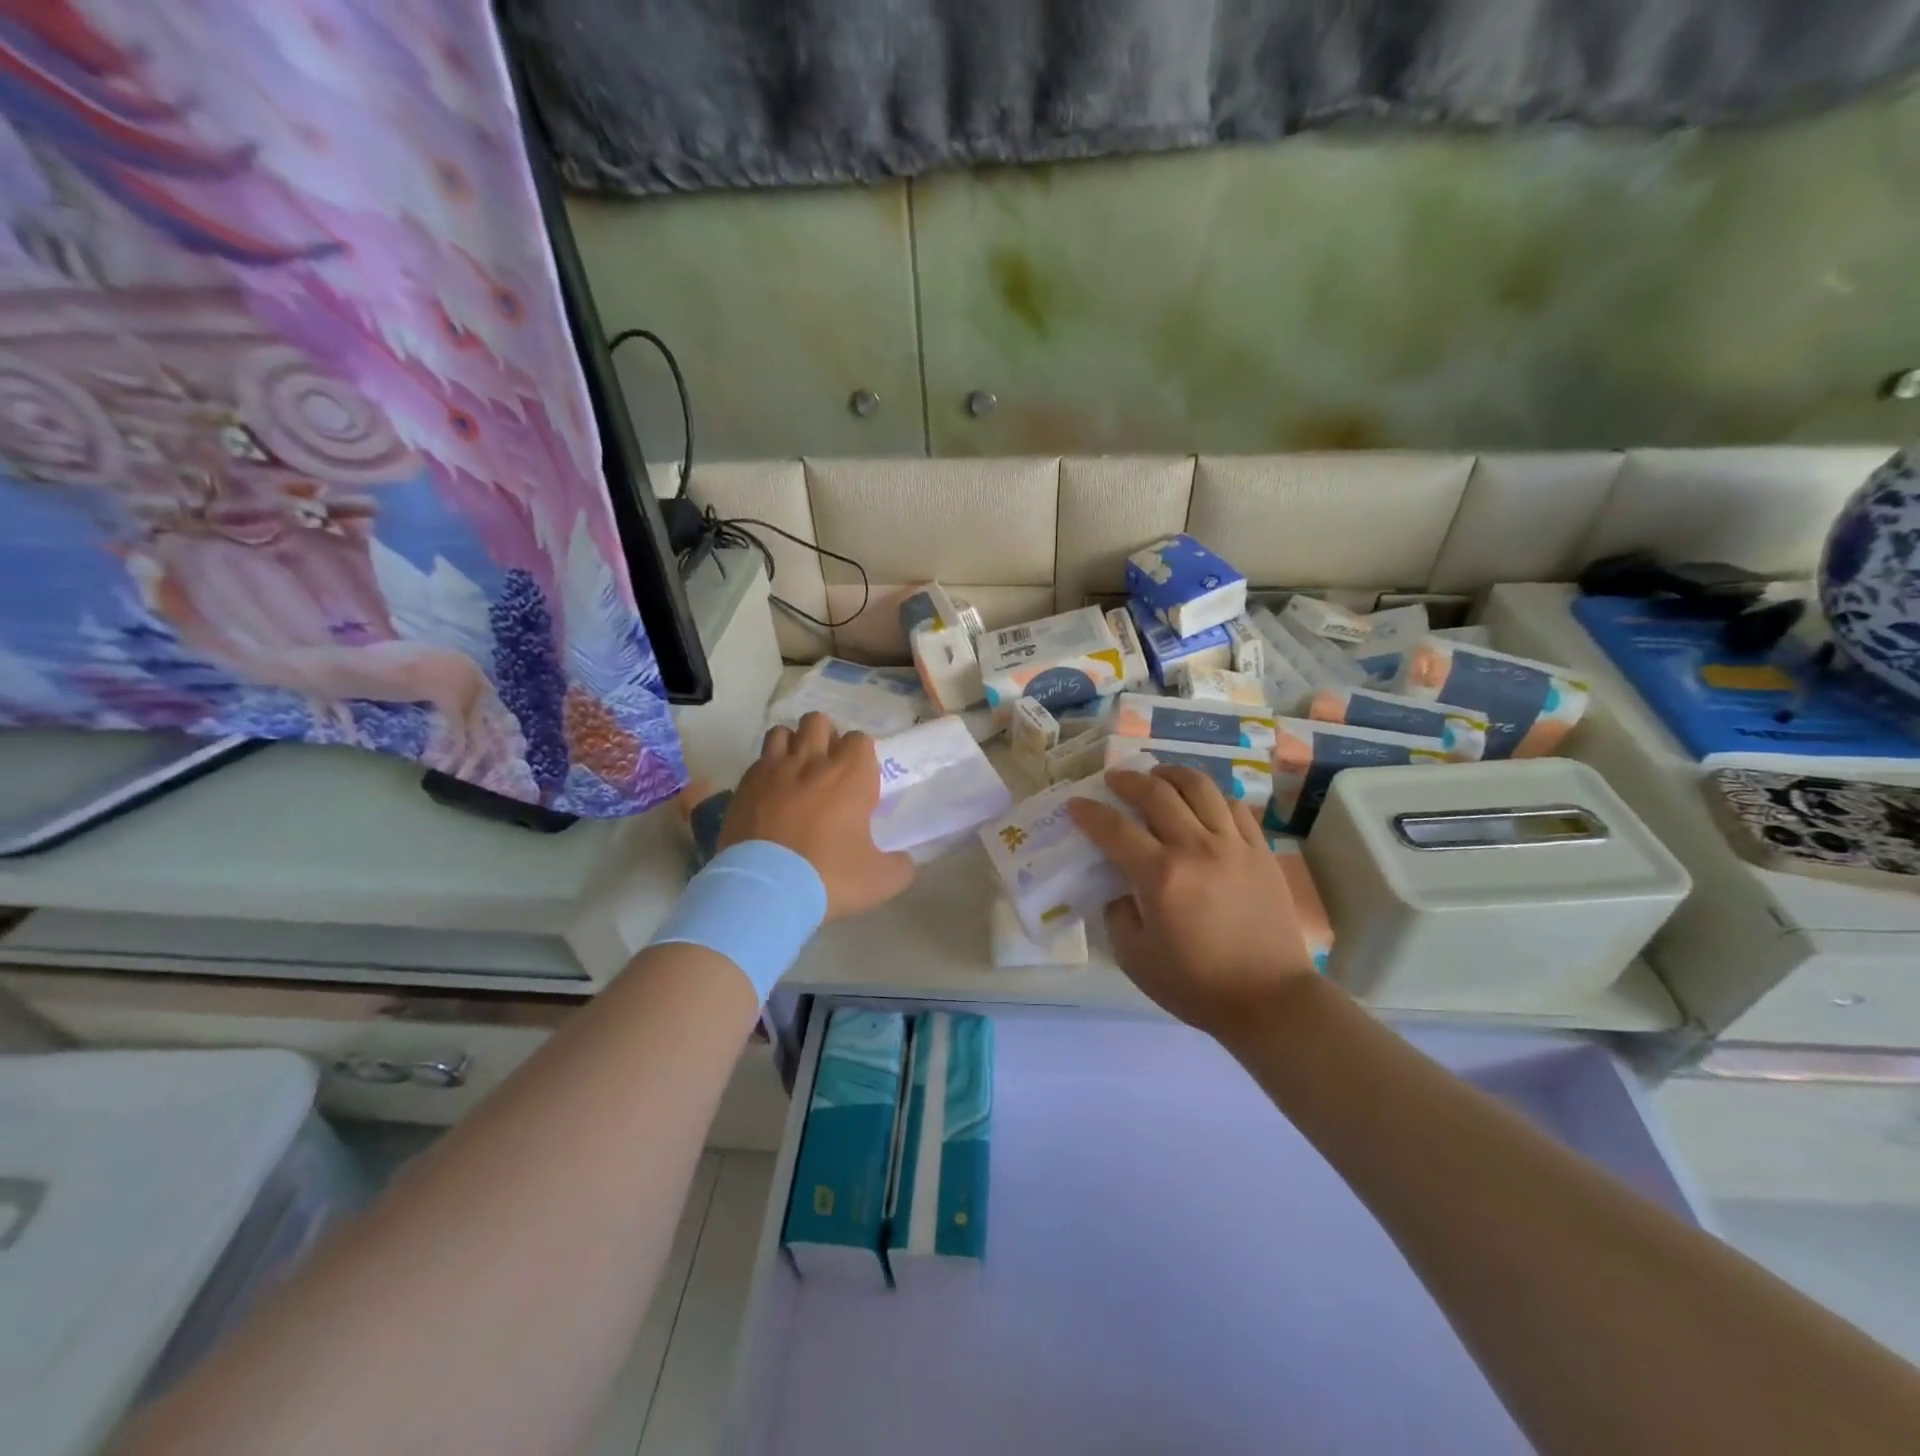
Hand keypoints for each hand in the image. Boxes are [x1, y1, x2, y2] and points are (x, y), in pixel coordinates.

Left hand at [719, 712, 914, 920]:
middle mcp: (811, 761)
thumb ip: (899, 865)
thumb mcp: (880, 881)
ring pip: (782, 732)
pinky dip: (767, 771)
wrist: (763, 891)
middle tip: (828, 770)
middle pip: (819, 722)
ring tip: (797, 773)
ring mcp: (773, 770)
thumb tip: (903, 861)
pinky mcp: (743, 786)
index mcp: (849, 775)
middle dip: (826, 738)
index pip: (860, 740)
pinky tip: (770, 795)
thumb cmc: (828, 877)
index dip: (861, 757)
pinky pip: (758, 762)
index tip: (860, 783)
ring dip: (792, 746)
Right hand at [1067, 766, 1318, 1038]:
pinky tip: (1200, 802)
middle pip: (1157, 793)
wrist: (1269, 1000)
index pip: (1114, 829)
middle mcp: (1196, 848)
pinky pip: (1234, 806)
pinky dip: (1211, 795)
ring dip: (1172, 774)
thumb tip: (1117, 887)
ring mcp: (1233, 845)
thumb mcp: (1135, 958)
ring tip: (1158, 776)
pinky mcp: (1261, 851)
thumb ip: (1117, 914)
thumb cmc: (1196, 984)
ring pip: (1200, 787)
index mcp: (1161, 876)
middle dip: (1128, 780)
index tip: (1075, 805)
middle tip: (1114, 779)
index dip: (1089, 813)